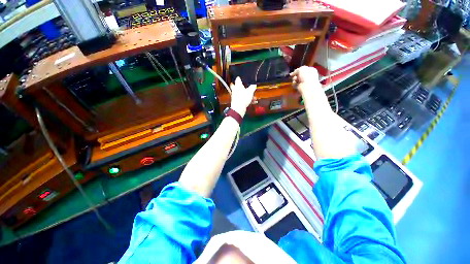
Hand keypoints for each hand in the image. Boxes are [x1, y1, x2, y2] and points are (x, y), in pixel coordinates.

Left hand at [230, 77, 256, 116]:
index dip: (239, 78)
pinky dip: (247, 100)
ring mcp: (235, 96)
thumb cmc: (243, 98)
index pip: (238, 80)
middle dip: (240, 86)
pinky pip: (243, 99)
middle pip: (236, 87)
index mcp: (238, 86)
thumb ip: (252, 88)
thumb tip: (254, 85)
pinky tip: (253, 102)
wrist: (239, 108)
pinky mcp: (237, 102)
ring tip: (254, 97)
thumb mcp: (250, 92)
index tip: (240, 78)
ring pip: (241, 94)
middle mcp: (235, 90)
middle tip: (243, 86)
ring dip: (247, 95)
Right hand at [290, 66, 321, 94]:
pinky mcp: (300, 87)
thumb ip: (296, 70)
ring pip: (296, 79)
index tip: (294, 71)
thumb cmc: (306, 76)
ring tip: (295, 79)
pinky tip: (295, 83)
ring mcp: (304, 82)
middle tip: (294, 76)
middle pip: (299, 74)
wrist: (307, 86)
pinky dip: (294, 83)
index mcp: (311, 70)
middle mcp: (308, 76)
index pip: (303, 69)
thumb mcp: (301, 69)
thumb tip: (291, 74)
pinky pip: (295, 84)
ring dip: (294, 79)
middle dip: (296, 75)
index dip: (298, 70)